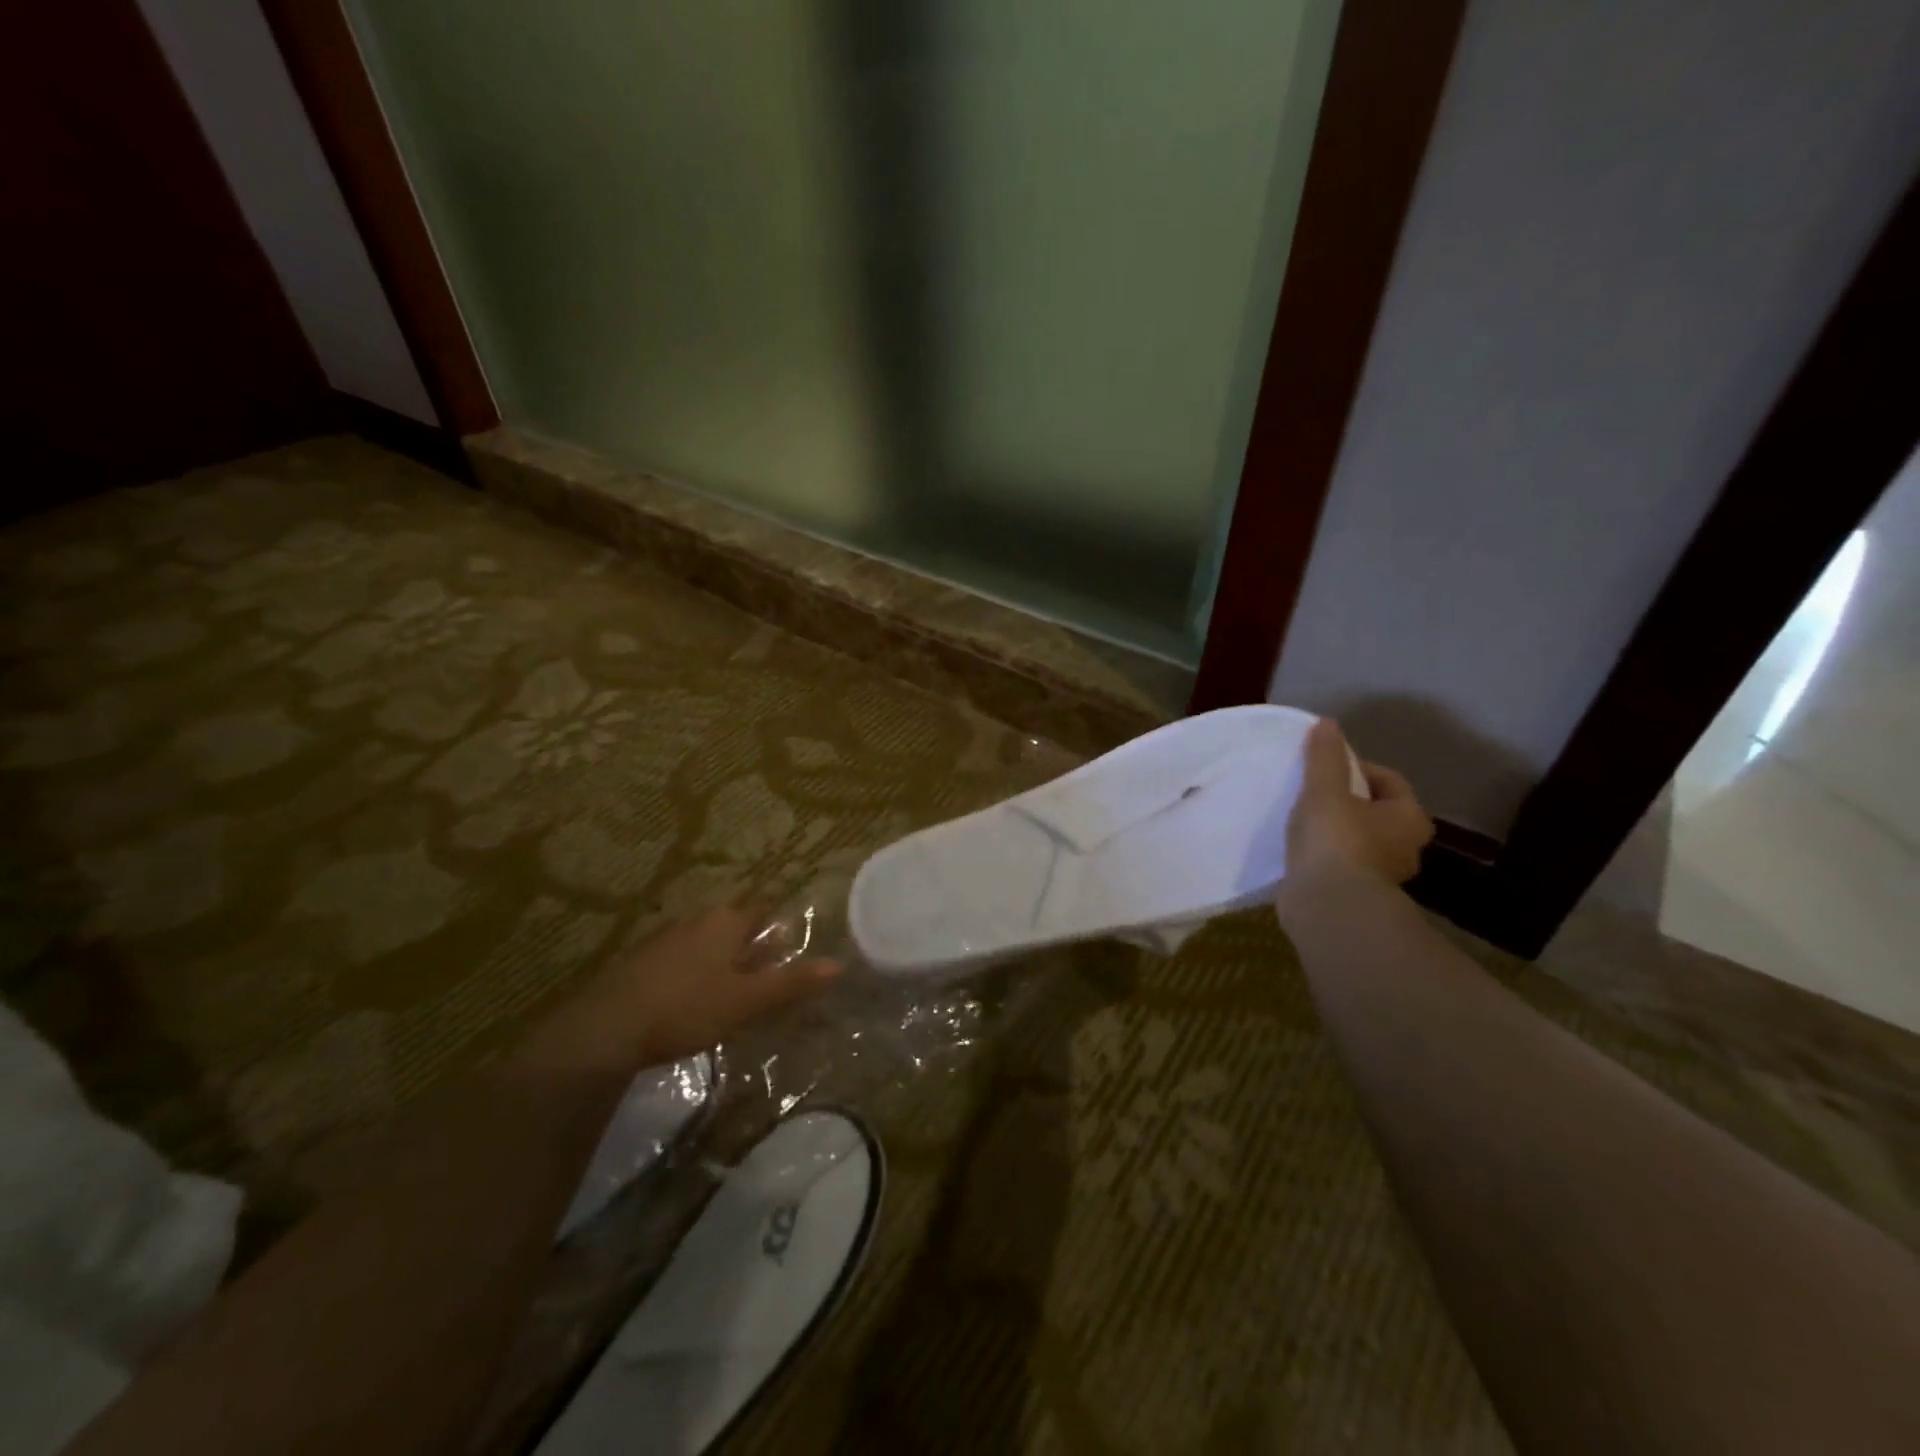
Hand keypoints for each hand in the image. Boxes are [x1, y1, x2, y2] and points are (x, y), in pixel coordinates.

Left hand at [522, 909, 839, 1075]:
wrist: (604, 1030)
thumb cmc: (685, 1008)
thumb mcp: (746, 1000)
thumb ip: (791, 983)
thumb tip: (838, 965)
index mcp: (726, 920)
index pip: (765, 915)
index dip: (782, 937)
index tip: (793, 961)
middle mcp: (697, 919)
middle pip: (737, 931)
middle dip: (754, 955)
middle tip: (768, 988)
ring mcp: (665, 938)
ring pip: (708, 948)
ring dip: (724, 968)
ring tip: (735, 1001)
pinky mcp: (641, 962)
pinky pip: (683, 963)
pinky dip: (695, 979)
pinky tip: (693, 1007)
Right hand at [1286, 719, 1434, 888]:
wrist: (1328, 906)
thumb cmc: (1335, 840)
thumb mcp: (1324, 790)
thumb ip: (1325, 758)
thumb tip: (1328, 724)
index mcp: (1409, 819)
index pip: (1389, 781)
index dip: (1357, 768)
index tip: (1325, 769)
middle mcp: (1406, 848)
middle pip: (1376, 813)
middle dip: (1348, 802)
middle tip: (1314, 794)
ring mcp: (1382, 877)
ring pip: (1360, 842)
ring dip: (1336, 832)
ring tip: (1302, 823)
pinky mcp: (1357, 897)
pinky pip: (1341, 866)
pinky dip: (1325, 858)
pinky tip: (1300, 853)